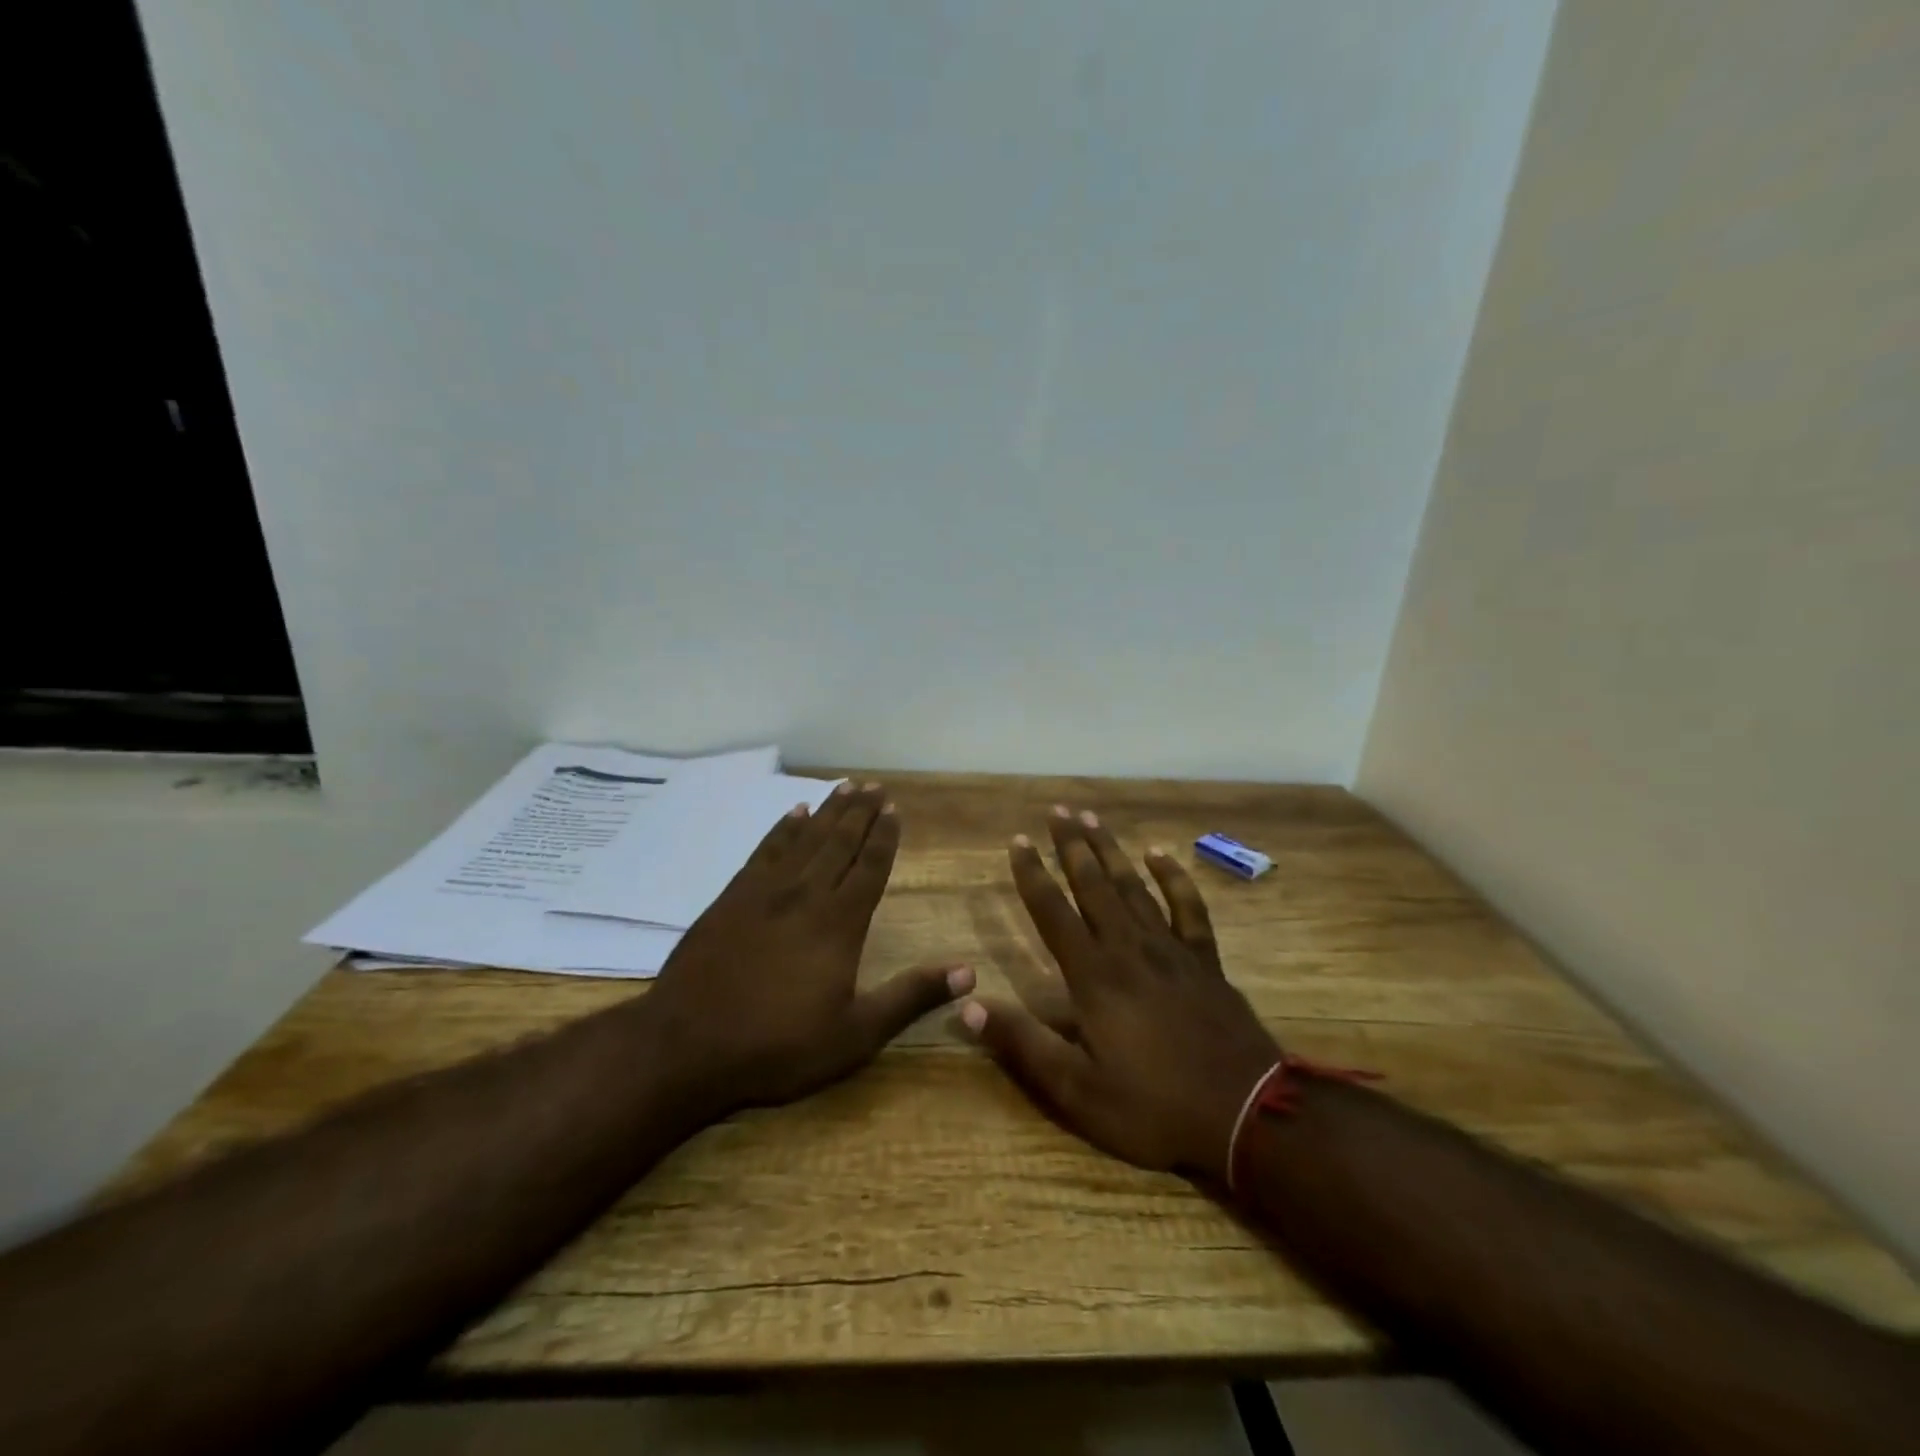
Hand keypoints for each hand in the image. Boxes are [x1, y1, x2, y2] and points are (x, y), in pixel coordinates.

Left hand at [643, 782, 972, 1112]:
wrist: (687, 1046)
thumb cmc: (779, 1046)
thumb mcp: (856, 1034)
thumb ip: (910, 998)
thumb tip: (968, 971)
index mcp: (839, 923)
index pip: (869, 868)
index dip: (884, 838)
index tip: (894, 809)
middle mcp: (805, 895)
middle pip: (839, 842)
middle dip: (860, 813)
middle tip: (874, 785)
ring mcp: (764, 893)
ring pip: (804, 839)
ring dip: (827, 811)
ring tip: (845, 787)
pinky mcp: (730, 898)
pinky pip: (764, 850)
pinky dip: (782, 829)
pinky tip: (793, 813)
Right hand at [962, 807, 1279, 1182]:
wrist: (1249, 1115)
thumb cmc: (1154, 1107)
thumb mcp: (1077, 1090)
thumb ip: (1023, 1044)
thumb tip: (967, 1005)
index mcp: (1094, 976)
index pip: (1053, 912)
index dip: (1032, 875)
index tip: (1018, 841)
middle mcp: (1128, 949)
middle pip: (1093, 885)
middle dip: (1071, 846)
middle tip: (1056, 810)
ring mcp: (1171, 949)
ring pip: (1133, 886)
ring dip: (1110, 850)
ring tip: (1091, 818)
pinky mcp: (1205, 960)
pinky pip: (1187, 907)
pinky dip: (1174, 877)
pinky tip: (1160, 854)